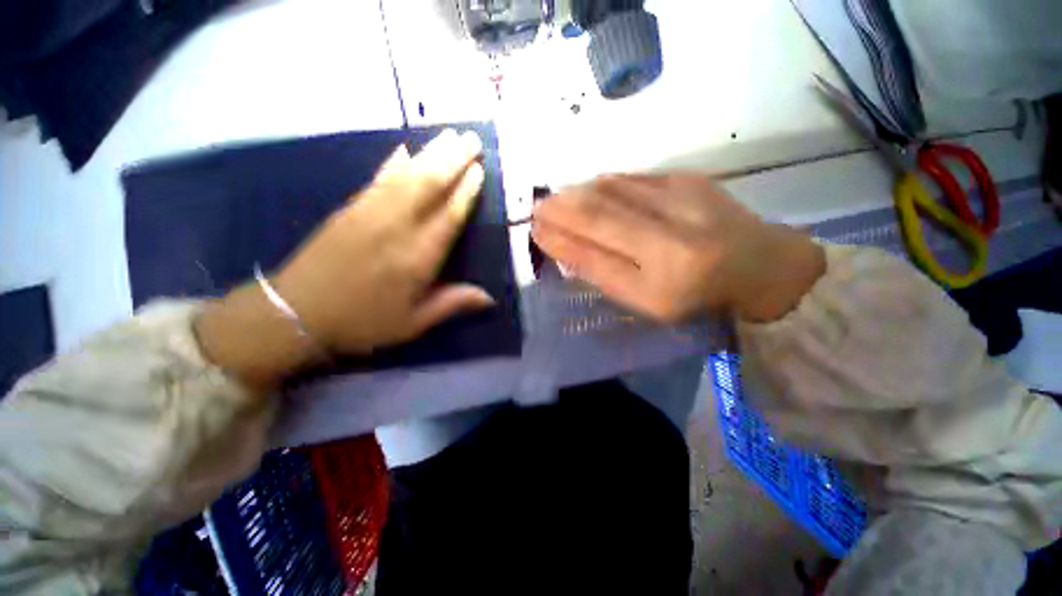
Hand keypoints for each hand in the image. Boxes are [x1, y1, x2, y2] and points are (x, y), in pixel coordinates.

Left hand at [195, 129, 493, 388]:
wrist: (296, 312)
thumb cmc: (363, 322)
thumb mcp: (413, 322)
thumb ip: (452, 304)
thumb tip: (490, 298)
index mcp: (418, 257)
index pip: (449, 215)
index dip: (466, 191)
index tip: (480, 169)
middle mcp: (398, 227)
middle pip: (430, 185)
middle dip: (454, 160)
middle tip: (472, 139)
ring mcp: (371, 213)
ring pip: (407, 175)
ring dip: (430, 153)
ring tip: (450, 135)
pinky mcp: (350, 208)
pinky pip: (379, 178)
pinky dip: (394, 162)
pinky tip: (405, 149)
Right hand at [531, 174, 824, 322]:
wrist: (760, 266)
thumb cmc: (696, 296)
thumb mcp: (646, 301)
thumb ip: (603, 272)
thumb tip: (563, 244)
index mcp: (660, 281)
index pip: (594, 252)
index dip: (559, 238)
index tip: (534, 229)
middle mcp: (671, 237)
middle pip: (599, 213)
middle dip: (560, 208)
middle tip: (536, 207)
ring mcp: (682, 200)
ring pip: (613, 189)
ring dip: (578, 192)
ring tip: (556, 198)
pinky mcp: (688, 178)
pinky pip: (632, 179)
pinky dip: (603, 184)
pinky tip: (589, 189)